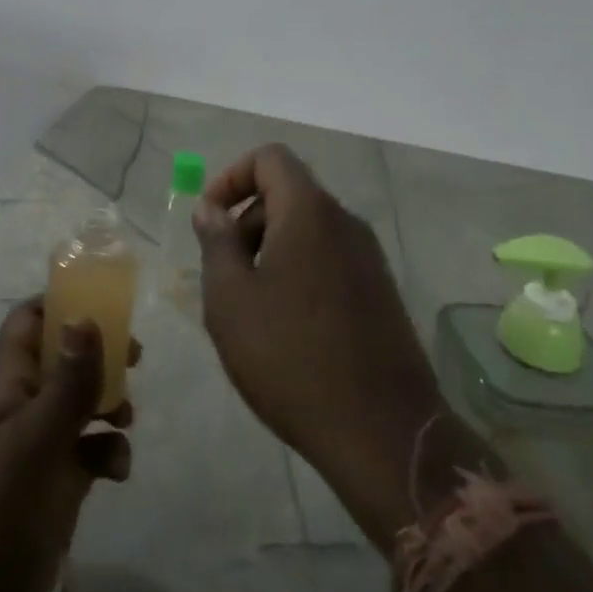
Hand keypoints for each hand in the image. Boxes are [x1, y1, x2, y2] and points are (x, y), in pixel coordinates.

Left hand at [0, 300, 138, 591]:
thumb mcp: (31, 448)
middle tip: (135, 357)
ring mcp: (35, 458)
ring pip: (77, 407)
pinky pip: (87, 457)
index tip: (107, 300)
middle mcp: (19, 415)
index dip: (60, 303)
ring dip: (108, 403)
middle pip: (60, 360)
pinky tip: (119, 473)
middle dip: (97, 352)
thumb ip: (65, 385)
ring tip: (128, 417)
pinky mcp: (52, 497)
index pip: (26, 324)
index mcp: (3, 391)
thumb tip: (87, 315)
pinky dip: (108, 455)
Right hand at [194, 145, 455, 547]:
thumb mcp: (231, 299)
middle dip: (247, 221)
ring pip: (307, 229)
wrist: (383, 433)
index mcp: (309, 211)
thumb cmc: (291, 358)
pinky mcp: (380, 291)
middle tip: (224, 275)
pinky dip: (298, 272)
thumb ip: (216, 242)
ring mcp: (369, 257)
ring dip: (270, 251)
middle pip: (287, 194)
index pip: (270, 158)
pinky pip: (329, 259)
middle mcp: (345, 222)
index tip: (209, 220)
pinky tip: (286, 328)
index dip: (231, 177)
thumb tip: (209, 207)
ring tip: (251, 308)